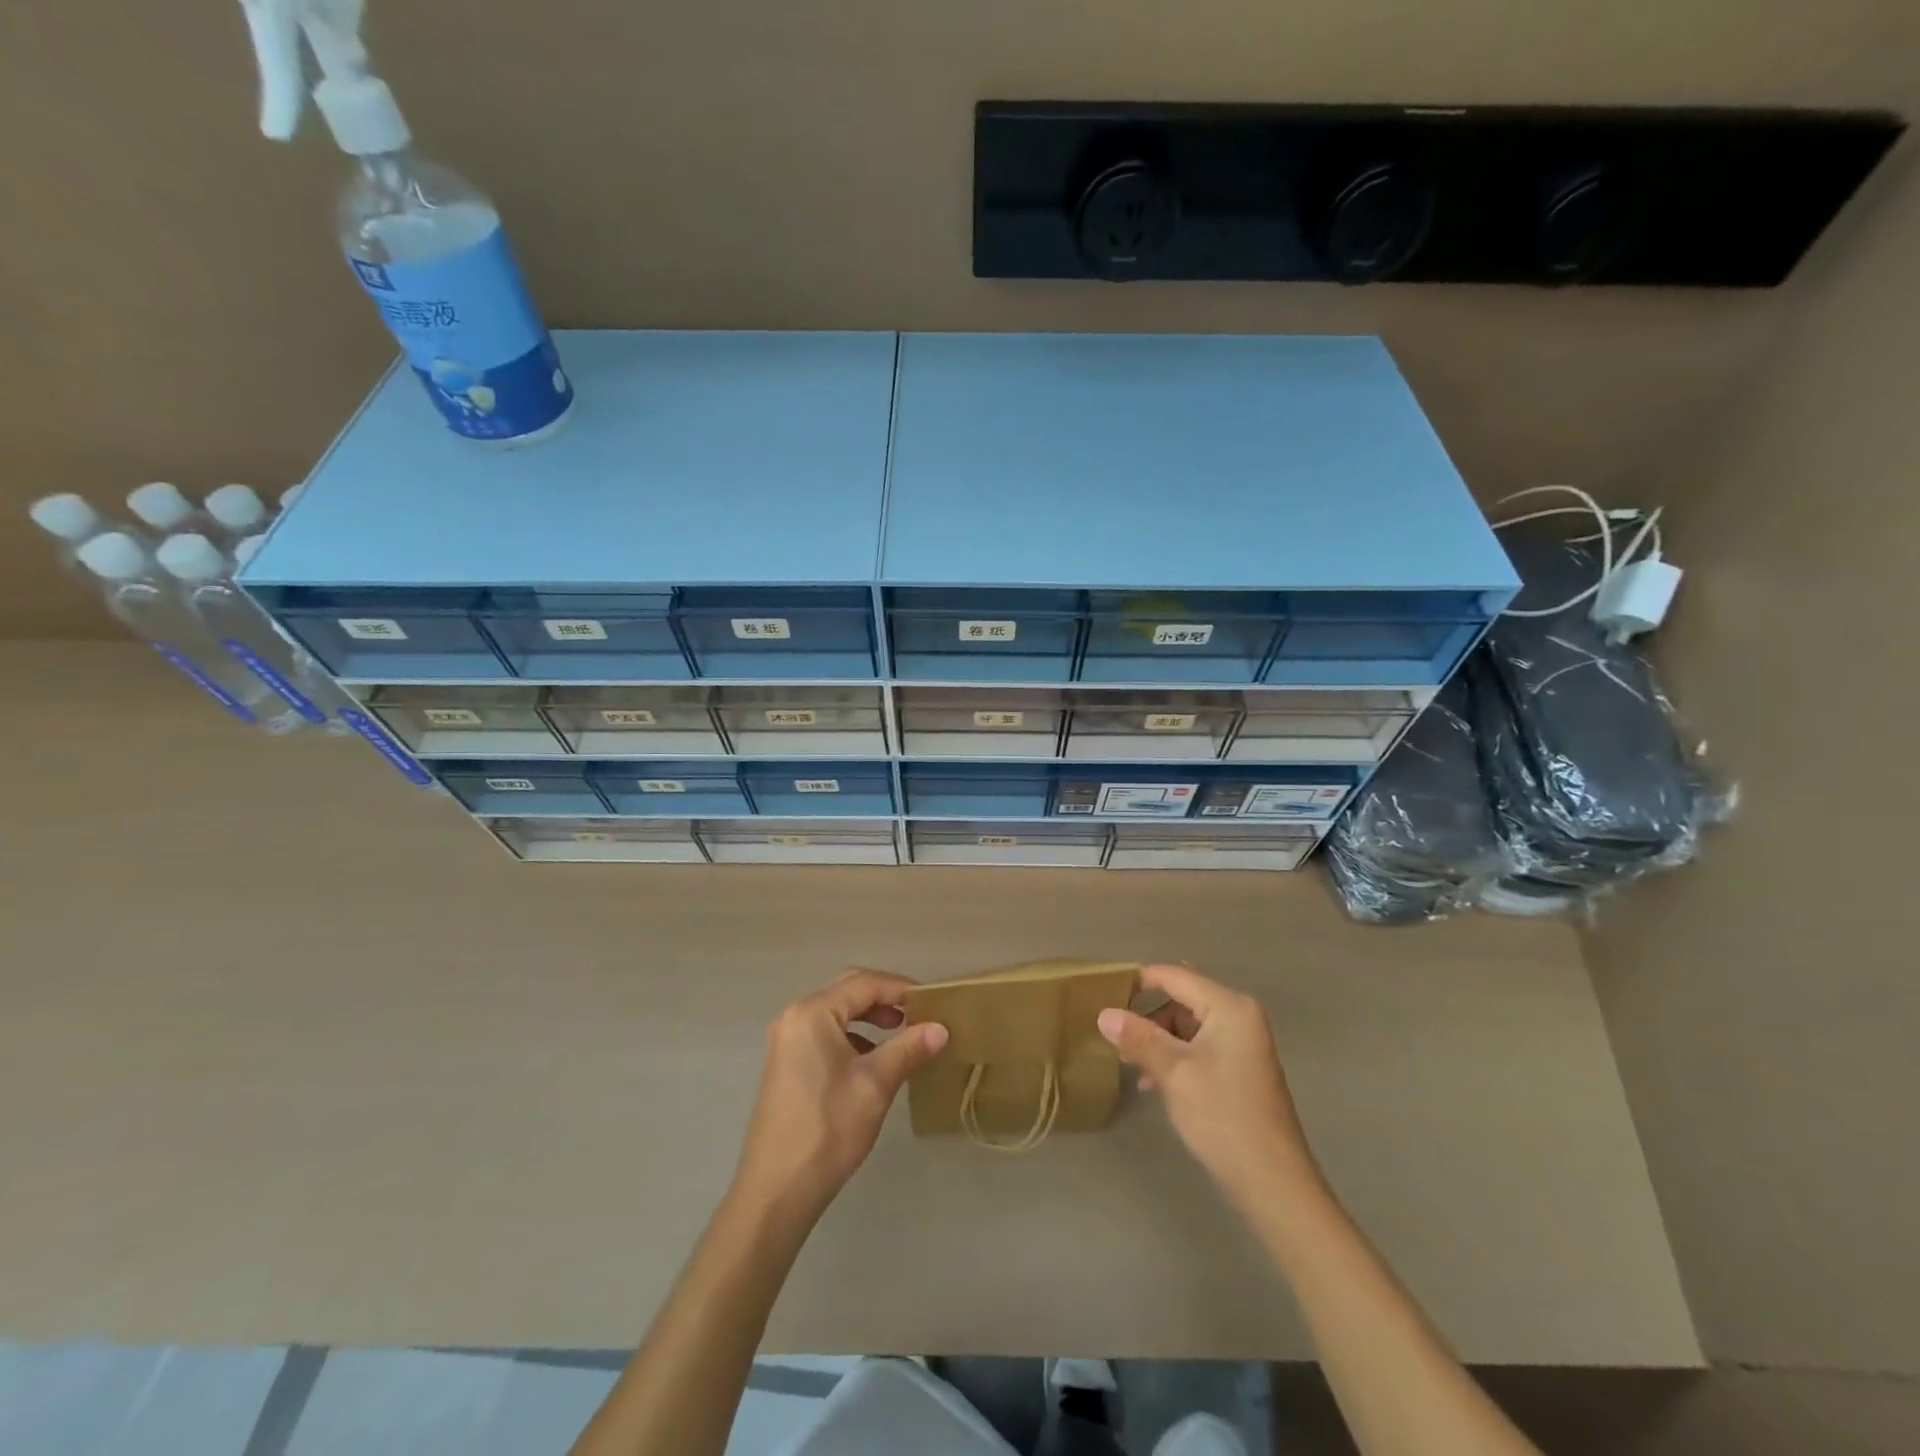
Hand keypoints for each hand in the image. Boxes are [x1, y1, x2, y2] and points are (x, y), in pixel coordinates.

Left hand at [731, 970, 948, 1224]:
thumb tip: (941, 1029)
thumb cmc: (828, 1129)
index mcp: (812, 1013)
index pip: (864, 983)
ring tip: (901, 1033)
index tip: (933, 1002)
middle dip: (885, 999)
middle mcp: (794, 1017)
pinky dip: (852, 1036)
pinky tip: (872, 1059)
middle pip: (847, 992)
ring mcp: (786, 1040)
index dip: (901, 988)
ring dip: (869, 1017)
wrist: (776, 1191)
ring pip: (836, 1013)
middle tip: (919, 1014)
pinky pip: (824, 1033)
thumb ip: (908, 1048)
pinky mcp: (786, 1063)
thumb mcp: (876, 1085)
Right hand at [1098, 964, 1320, 1205]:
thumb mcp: (1174, 1073)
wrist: (1273, 1184)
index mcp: (1229, 1007)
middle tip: (1115, 1038)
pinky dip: (1174, 1057)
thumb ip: (1138, 1037)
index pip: (1174, 976)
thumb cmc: (1223, 1117)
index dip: (1138, 981)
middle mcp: (1239, 1016)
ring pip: (1186, 1025)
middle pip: (1180, 999)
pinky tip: (1154, 1082)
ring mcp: (1242, 1043)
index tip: (1103, 994)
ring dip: (1157, 1040)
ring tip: (1131, 1065)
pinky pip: (1198, 1046)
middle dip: (1146, 1017)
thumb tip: (1103, 1013)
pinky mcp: (1239, 1068)